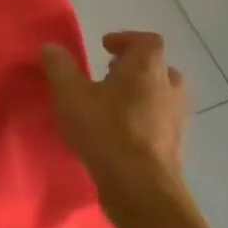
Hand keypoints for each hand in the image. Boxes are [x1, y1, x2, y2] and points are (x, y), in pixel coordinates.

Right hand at [42, 32, 189, 188]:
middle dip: (135, 68)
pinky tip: (120, 133)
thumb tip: (50, 47)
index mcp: (147, 69)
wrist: (141, 189)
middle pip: (159, 68)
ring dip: (141, 95)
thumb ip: (60, 67)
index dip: (126, 39)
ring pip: (162, 96)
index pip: (147, 41)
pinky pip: (161, 122)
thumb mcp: (71, 95)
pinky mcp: (175, 147)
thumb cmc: (106, 131)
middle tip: (110, 74)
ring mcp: (176, 119)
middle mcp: (168, 89)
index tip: (104, 46)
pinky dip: (145, 120)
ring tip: (113, 104)